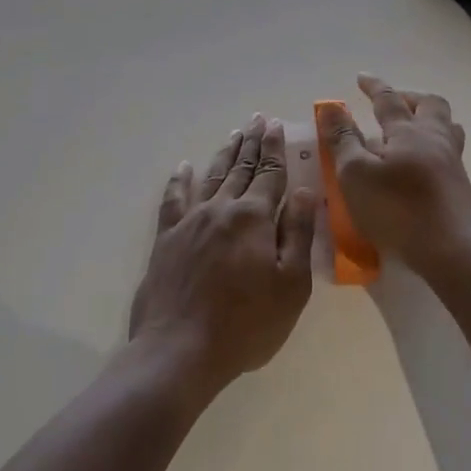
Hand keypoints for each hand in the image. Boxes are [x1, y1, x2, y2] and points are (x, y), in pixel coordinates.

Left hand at [131, 114, 317, 394]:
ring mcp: (190, 221)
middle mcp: (221, 209)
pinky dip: (179, 180)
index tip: (275, 125)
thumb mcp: (290, 285)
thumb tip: (304, 191)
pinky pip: (173, 199)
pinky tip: (183, 167)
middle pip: (240, 169)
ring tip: (233, 135)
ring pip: (210, 177)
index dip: (275, 149)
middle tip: (256, 120)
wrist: (179, 350)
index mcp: (253, 218)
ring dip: (223, 155)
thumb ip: (296, 233)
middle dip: (251, 144)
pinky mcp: (166, 238)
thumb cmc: (246, 324)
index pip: (270, 174)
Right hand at [318, 75, 470, 275]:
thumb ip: (343, 139)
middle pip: (430, 105)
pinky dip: (432, 146)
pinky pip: (449, 151)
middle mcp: (434, 139)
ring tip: (409, 129)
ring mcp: (452, 163)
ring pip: (446, 127)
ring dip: (427, 119)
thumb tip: (332, 107)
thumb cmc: (397, 210)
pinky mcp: (459, 187)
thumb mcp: (355, 174)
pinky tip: (419, 164)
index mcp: (407, 131)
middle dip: (409, 97)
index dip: (373, 86)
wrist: (453, 252)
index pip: (388, 99)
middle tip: (391, 103)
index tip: (361, 77)